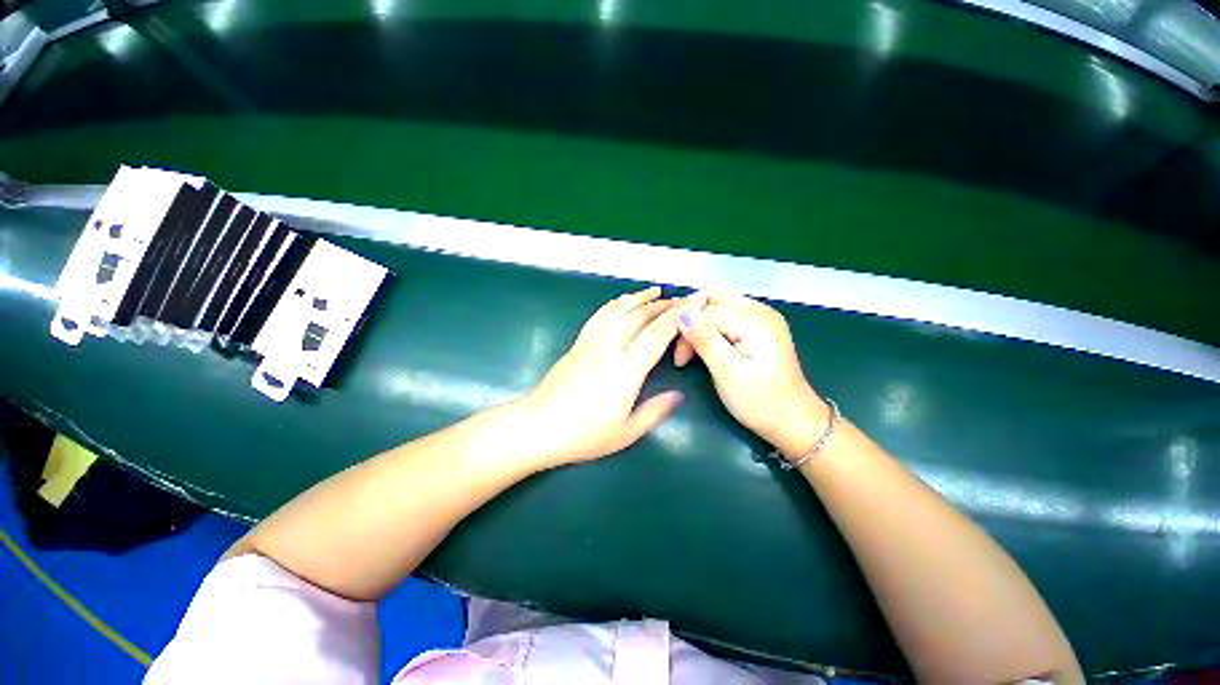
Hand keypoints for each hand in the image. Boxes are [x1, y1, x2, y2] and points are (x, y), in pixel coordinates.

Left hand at [521, 286, 683, 467]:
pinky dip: (614, 304)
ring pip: (616, 310)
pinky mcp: (576, 344)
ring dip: (637, 298)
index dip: (675, 317)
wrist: (538, 426)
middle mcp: (609, 349)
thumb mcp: (625, 432)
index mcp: (626, 370)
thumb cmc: (583, 434)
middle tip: (678, 300)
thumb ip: (654, 412)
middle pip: (637, 317)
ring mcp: (590, 343)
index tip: (690, 305)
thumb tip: (678, 395)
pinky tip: (620, 303)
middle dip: (661, 305)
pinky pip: (598, 316)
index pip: (656, 335)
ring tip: (653, 291)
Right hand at [673, 290, 827, 460]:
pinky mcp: (761, 326)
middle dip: (691, 317)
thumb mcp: (727, 372)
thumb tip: (682, 311)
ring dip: (700, 320)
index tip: (679, 360)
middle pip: (714, 297)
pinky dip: (712, 324)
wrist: (794, 421)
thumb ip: (704, 339)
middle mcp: (761, 310)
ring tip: (691, 347)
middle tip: (682, 347)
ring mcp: (763, 317)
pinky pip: (728, 313)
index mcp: (755, 320)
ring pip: (719, 303)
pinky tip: (707, 343)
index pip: (707, 309)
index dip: (686, 330)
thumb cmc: (759, 401)